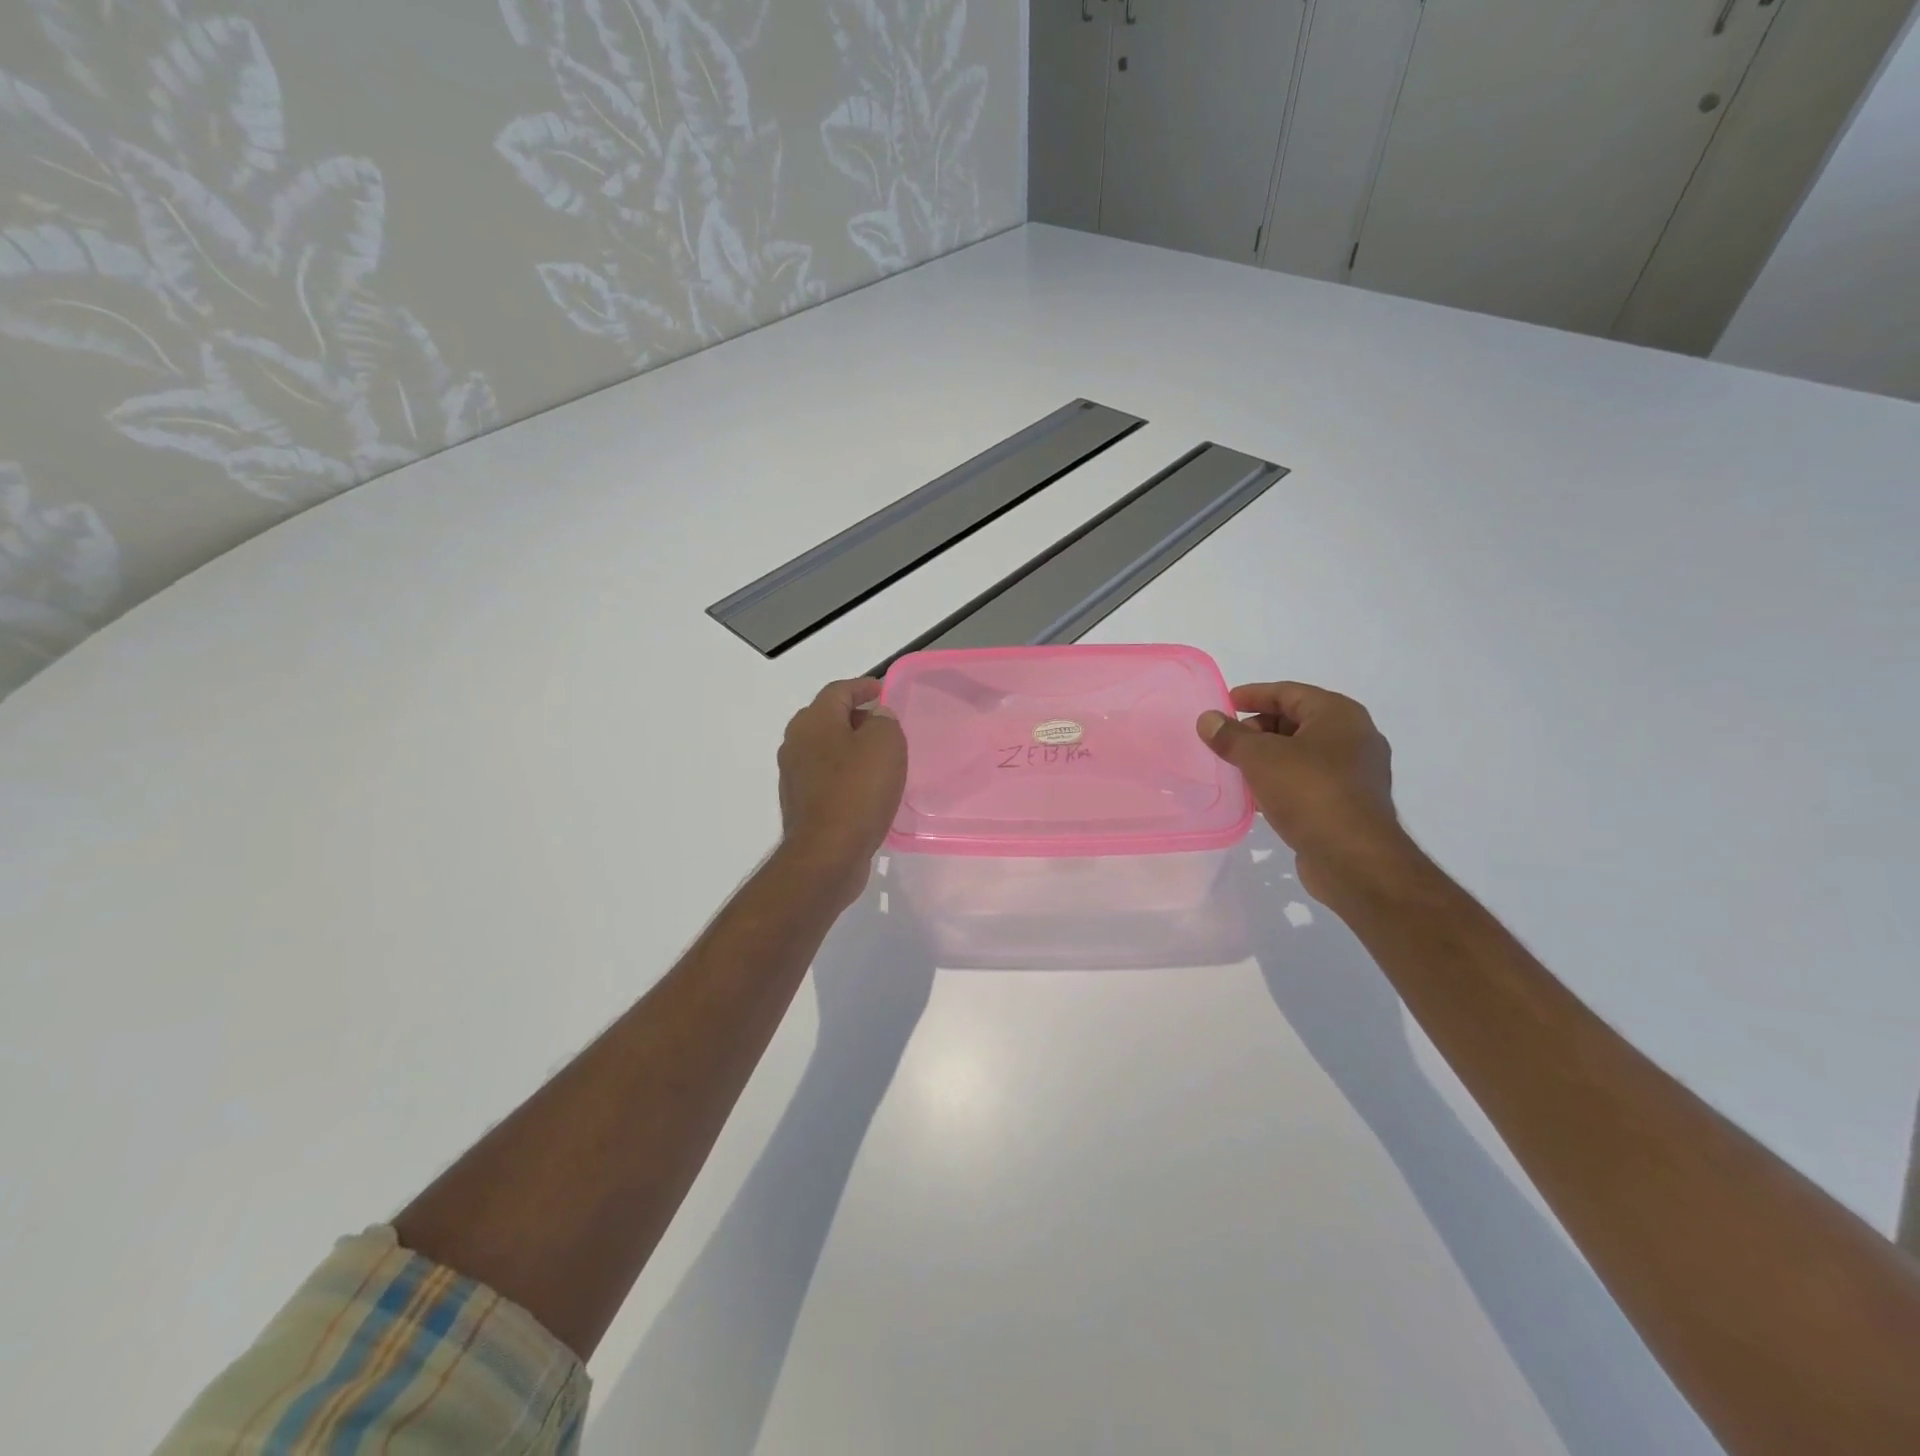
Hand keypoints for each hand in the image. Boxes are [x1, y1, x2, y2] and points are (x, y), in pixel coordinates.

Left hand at [777, 678, 907, 907]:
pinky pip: (826, 777)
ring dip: (850, 748)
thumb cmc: (858, 791)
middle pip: (827, 718)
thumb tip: (876, 718)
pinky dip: (844, 774)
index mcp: (813, 721)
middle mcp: (796, 742)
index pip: (838, 690)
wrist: (827, 854)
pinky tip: (866, 788)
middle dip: (855, 716)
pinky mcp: (801, 803)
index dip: (863, 687)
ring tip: (879, 757)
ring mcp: (794, 775)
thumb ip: (884, 721)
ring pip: (825, 749)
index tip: (883, 690)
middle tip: (884, 724)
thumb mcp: (885, 744)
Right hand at [1197, 682, 1416, 902]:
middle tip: (1226, 741)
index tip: (1223, 704)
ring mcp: (1354, 774)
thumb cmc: (1310, 792)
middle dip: (1258, 729)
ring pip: (1301, 754)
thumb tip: (1208, 719)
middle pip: (1296, 722)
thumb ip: (1231, 736)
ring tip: (1234, 768)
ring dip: (1267, 758)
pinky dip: (1281, 782)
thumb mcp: (1260, 757)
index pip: (1289, 692)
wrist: (1354, 859)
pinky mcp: (1348, 804)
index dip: (1253, 695)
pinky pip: (1307, 782)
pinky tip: (1256, 796)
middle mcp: (1353, 738)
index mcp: (1339, 715)